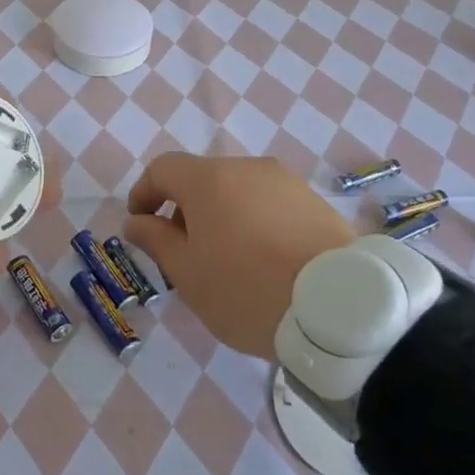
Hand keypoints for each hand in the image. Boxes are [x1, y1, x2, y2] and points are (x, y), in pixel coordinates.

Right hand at [122, 153, 354, 358]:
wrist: (337, 305)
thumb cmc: (246, 289)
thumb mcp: (187, 273)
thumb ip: (156, 240)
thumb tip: (136, 221)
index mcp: (209, 179)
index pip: (163, 169)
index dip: (144, 193)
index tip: (141, 225)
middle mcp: (246, 168)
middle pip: (202, 180)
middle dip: (184, 210)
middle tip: (184, 254)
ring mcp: (286, 182)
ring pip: (238, 192)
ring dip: (221, 217)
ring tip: (227, 262)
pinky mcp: (315, 202)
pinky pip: (269, 205)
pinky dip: (254, 223)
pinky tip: (264, 262)